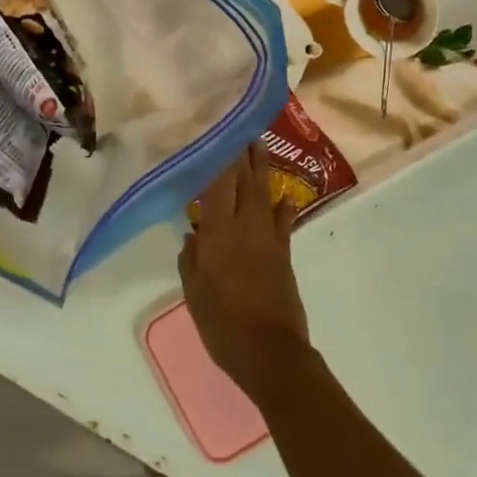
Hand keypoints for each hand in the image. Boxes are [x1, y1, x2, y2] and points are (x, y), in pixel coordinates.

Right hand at [178, 145, 313, 396]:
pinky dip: (283, 206)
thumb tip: (194, 233)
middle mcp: (245, 226)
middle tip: (239, 126)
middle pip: (243, 180)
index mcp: (218, 233)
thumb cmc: (223, 324)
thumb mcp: (194, 292)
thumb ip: (192, 258)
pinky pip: (284, 220)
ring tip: (259, 143)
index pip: (217, 183)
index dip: (216, 156)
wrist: (269, 351)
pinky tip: (284, 196)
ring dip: (262, 167)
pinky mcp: (284, 252)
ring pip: (264, 192)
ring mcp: (269, 237)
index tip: (212, 133)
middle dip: (241, 152)